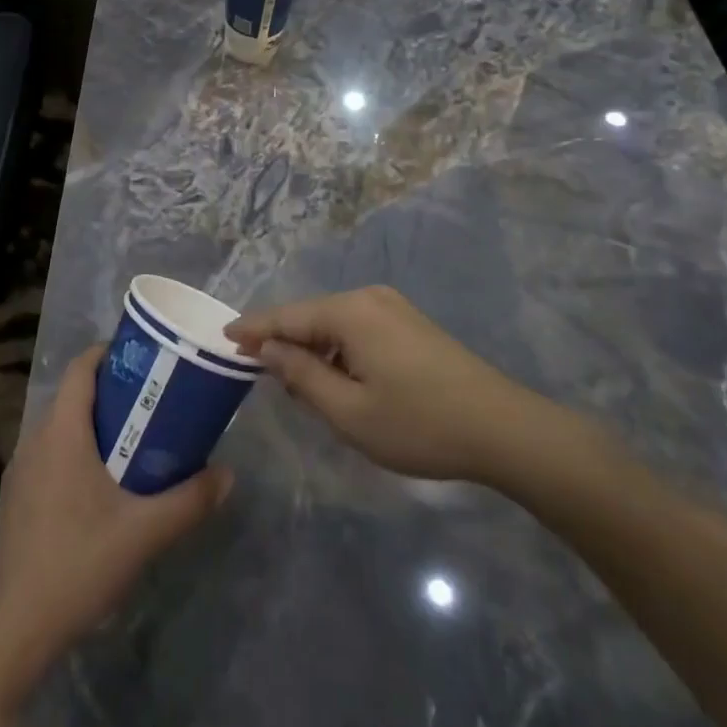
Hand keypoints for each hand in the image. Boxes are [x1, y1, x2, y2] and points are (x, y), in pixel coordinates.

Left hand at [0, 345, 231, 697]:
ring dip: (95, 424)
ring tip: (137, 439)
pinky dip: (77, 452)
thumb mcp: (144, 532)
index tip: (144, 357)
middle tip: (154, 400)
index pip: (80, 368)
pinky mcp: (15, 500)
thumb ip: (190, 500)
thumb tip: (228, 475)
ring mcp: (20, 472)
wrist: (12, 631)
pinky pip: (50, 456)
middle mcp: (35, 441)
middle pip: (73, 396)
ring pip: (61, 428)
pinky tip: (103, 486)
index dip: (109, 353)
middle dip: (112, 391)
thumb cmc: (78, 564)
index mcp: (61, 432)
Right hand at [226, 285, 593, 484]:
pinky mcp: (409, 324)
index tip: (223, 339)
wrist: (503, 428)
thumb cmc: (419, 424)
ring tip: (298, 388)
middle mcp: (369, 298)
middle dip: (283, 343)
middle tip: (259, 376)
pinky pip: (357, 329)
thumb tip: (267, 349)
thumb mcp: (349, 411)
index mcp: (350, 312)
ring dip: (313, 351)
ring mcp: (393, 308)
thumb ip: (301, 376)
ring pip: (334, 324)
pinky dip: (338, 351)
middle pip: (310, 316)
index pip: (287, 316)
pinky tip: (338, 380)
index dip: (253, 329)